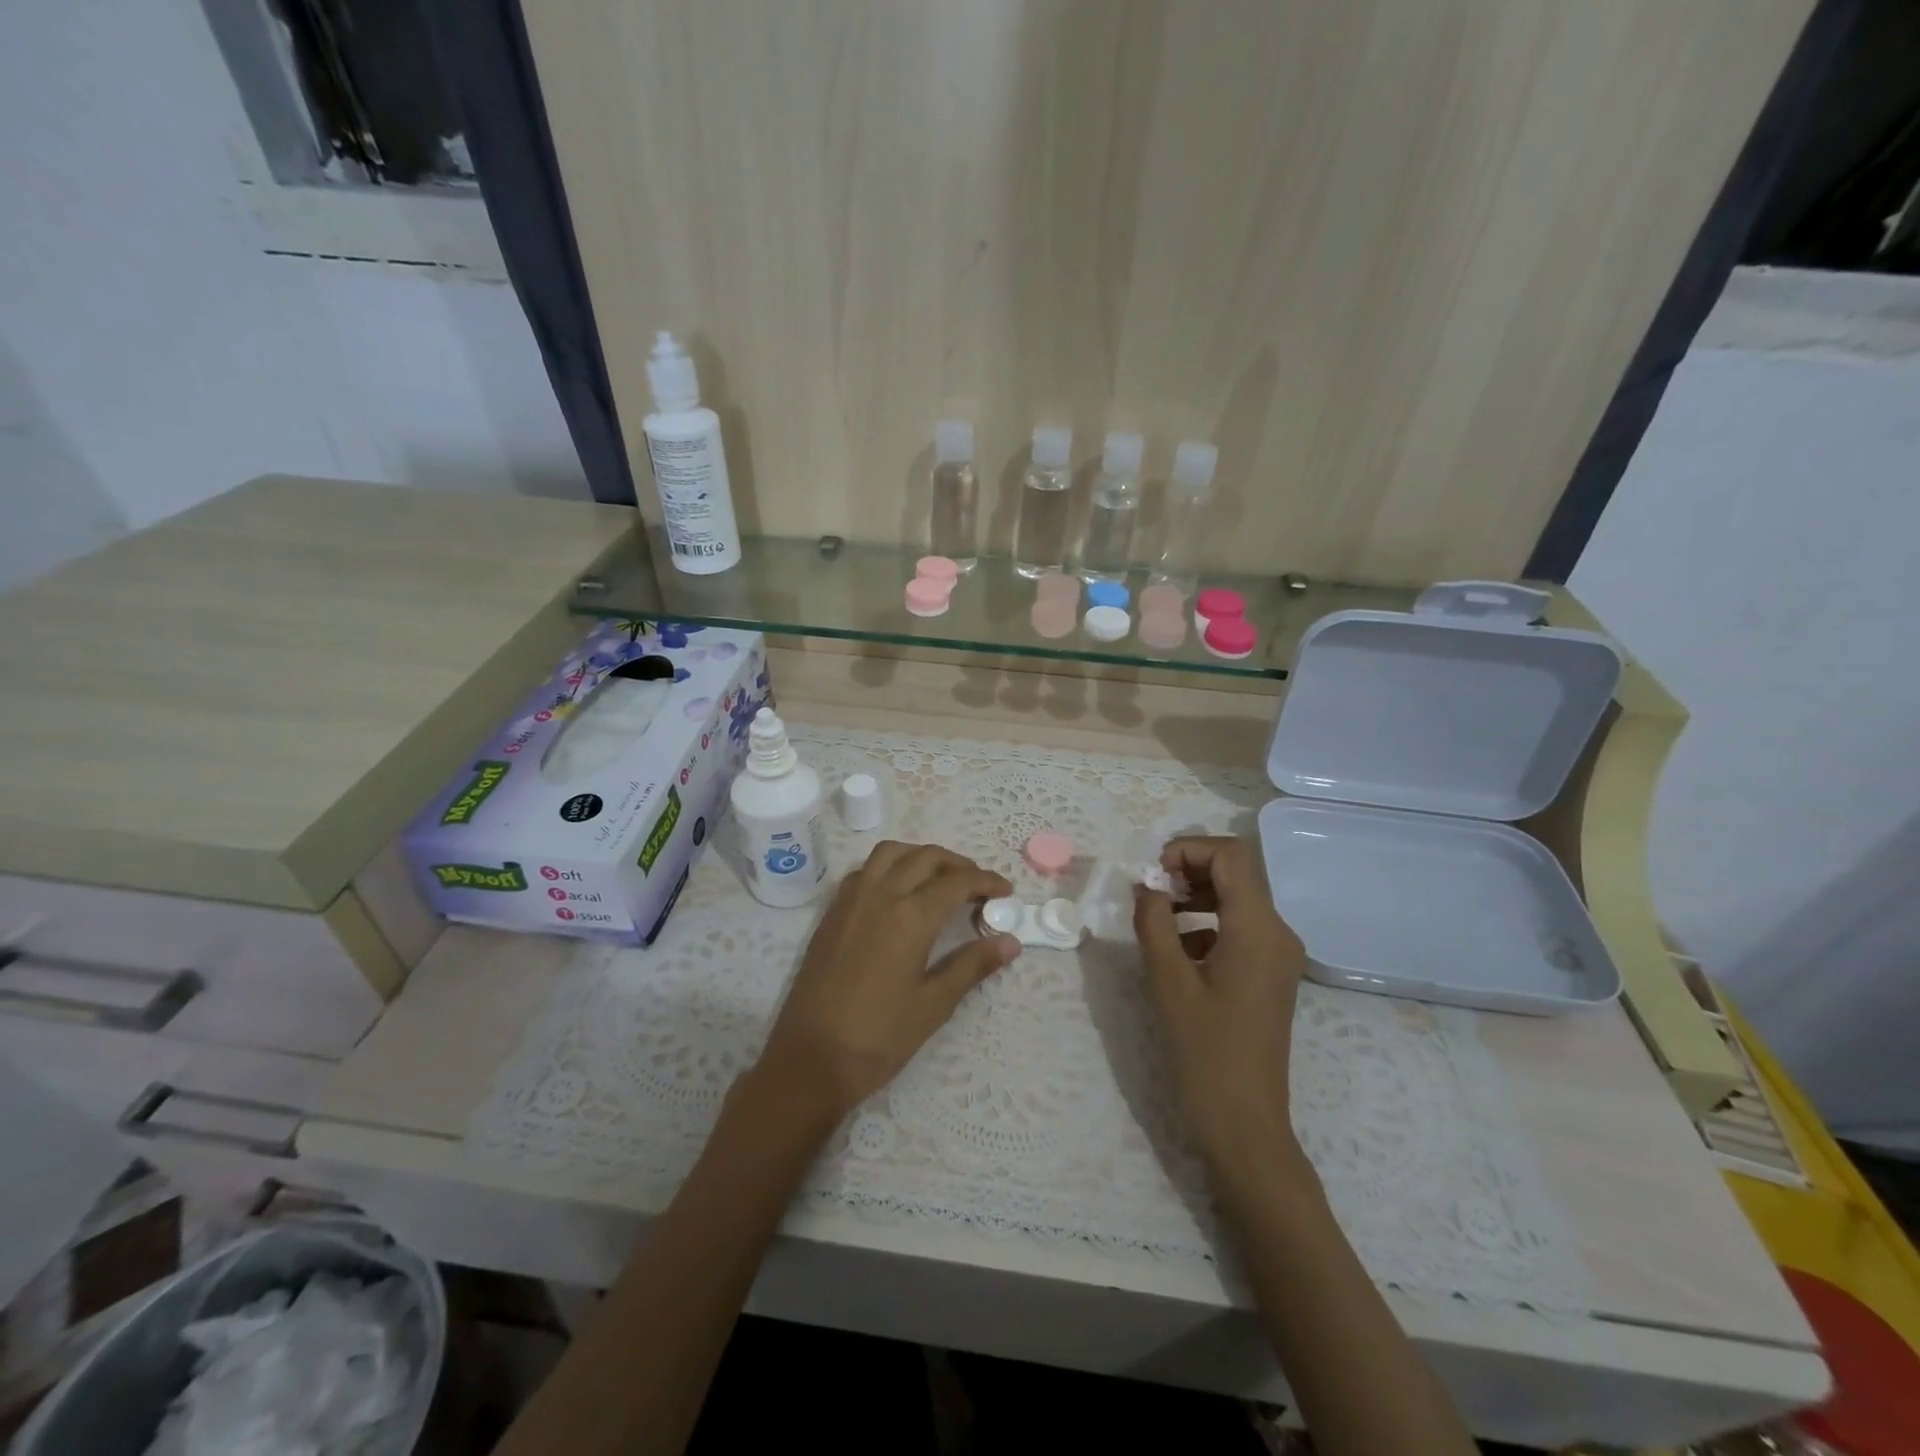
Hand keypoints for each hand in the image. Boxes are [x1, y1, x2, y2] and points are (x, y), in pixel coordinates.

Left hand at [754, 841, 1018, 1120]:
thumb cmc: (880, 1036)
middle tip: (978, 887)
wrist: (811, 1059)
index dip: (986, 881)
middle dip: (958, 864)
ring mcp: (851, 900)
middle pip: (926, 857)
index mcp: (911, 916)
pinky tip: (898, 893)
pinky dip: (889, 866)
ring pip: (891, 853)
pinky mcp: (832, 912)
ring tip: (939, 880)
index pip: (957, 882)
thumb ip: (973, 965)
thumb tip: (1011, 942)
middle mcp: (881, 894)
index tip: (1006, 892)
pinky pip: (865, 870)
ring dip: (920, 856)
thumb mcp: (934, 1003)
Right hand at [1134, 836, 1308, 1173]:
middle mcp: (1278, 933)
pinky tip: (1176, 949)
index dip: (1187, 850)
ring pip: (1236, 899)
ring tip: (1155, 918)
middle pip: (1235, 873)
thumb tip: (1144, 885)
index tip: (1150, 876)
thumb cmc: (1204, 1052)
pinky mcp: (1270, 974)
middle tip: (1148, 894)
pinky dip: (1205, 923)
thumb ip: (1153, 922)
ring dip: (1194, 896)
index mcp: (1259, 929)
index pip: (1231, 856)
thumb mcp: (1167, 981)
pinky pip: (1238, 927)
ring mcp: (1278, 955)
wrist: (1244, 1124)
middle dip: (1188, 871)